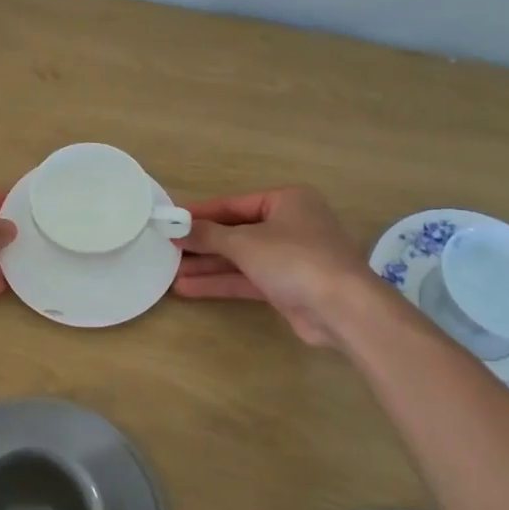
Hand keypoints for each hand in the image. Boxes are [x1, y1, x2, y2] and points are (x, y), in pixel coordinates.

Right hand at [172, 186, 368, 345]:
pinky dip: (221, 282)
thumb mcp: (245, 242)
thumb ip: (209, 235)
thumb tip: (177, 228)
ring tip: (170, 271)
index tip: (170, 220)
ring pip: (241, 258)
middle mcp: (290, 225)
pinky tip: (189, 288)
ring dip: (208, 265)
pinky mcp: (287, 287)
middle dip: (202, 243)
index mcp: (286, 201)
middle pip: (236, 231)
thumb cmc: (294, 259)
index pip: (234, 204)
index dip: (201, 213)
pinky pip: (248, 279)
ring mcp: (290, 258)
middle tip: (167, 248)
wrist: (342, 308)